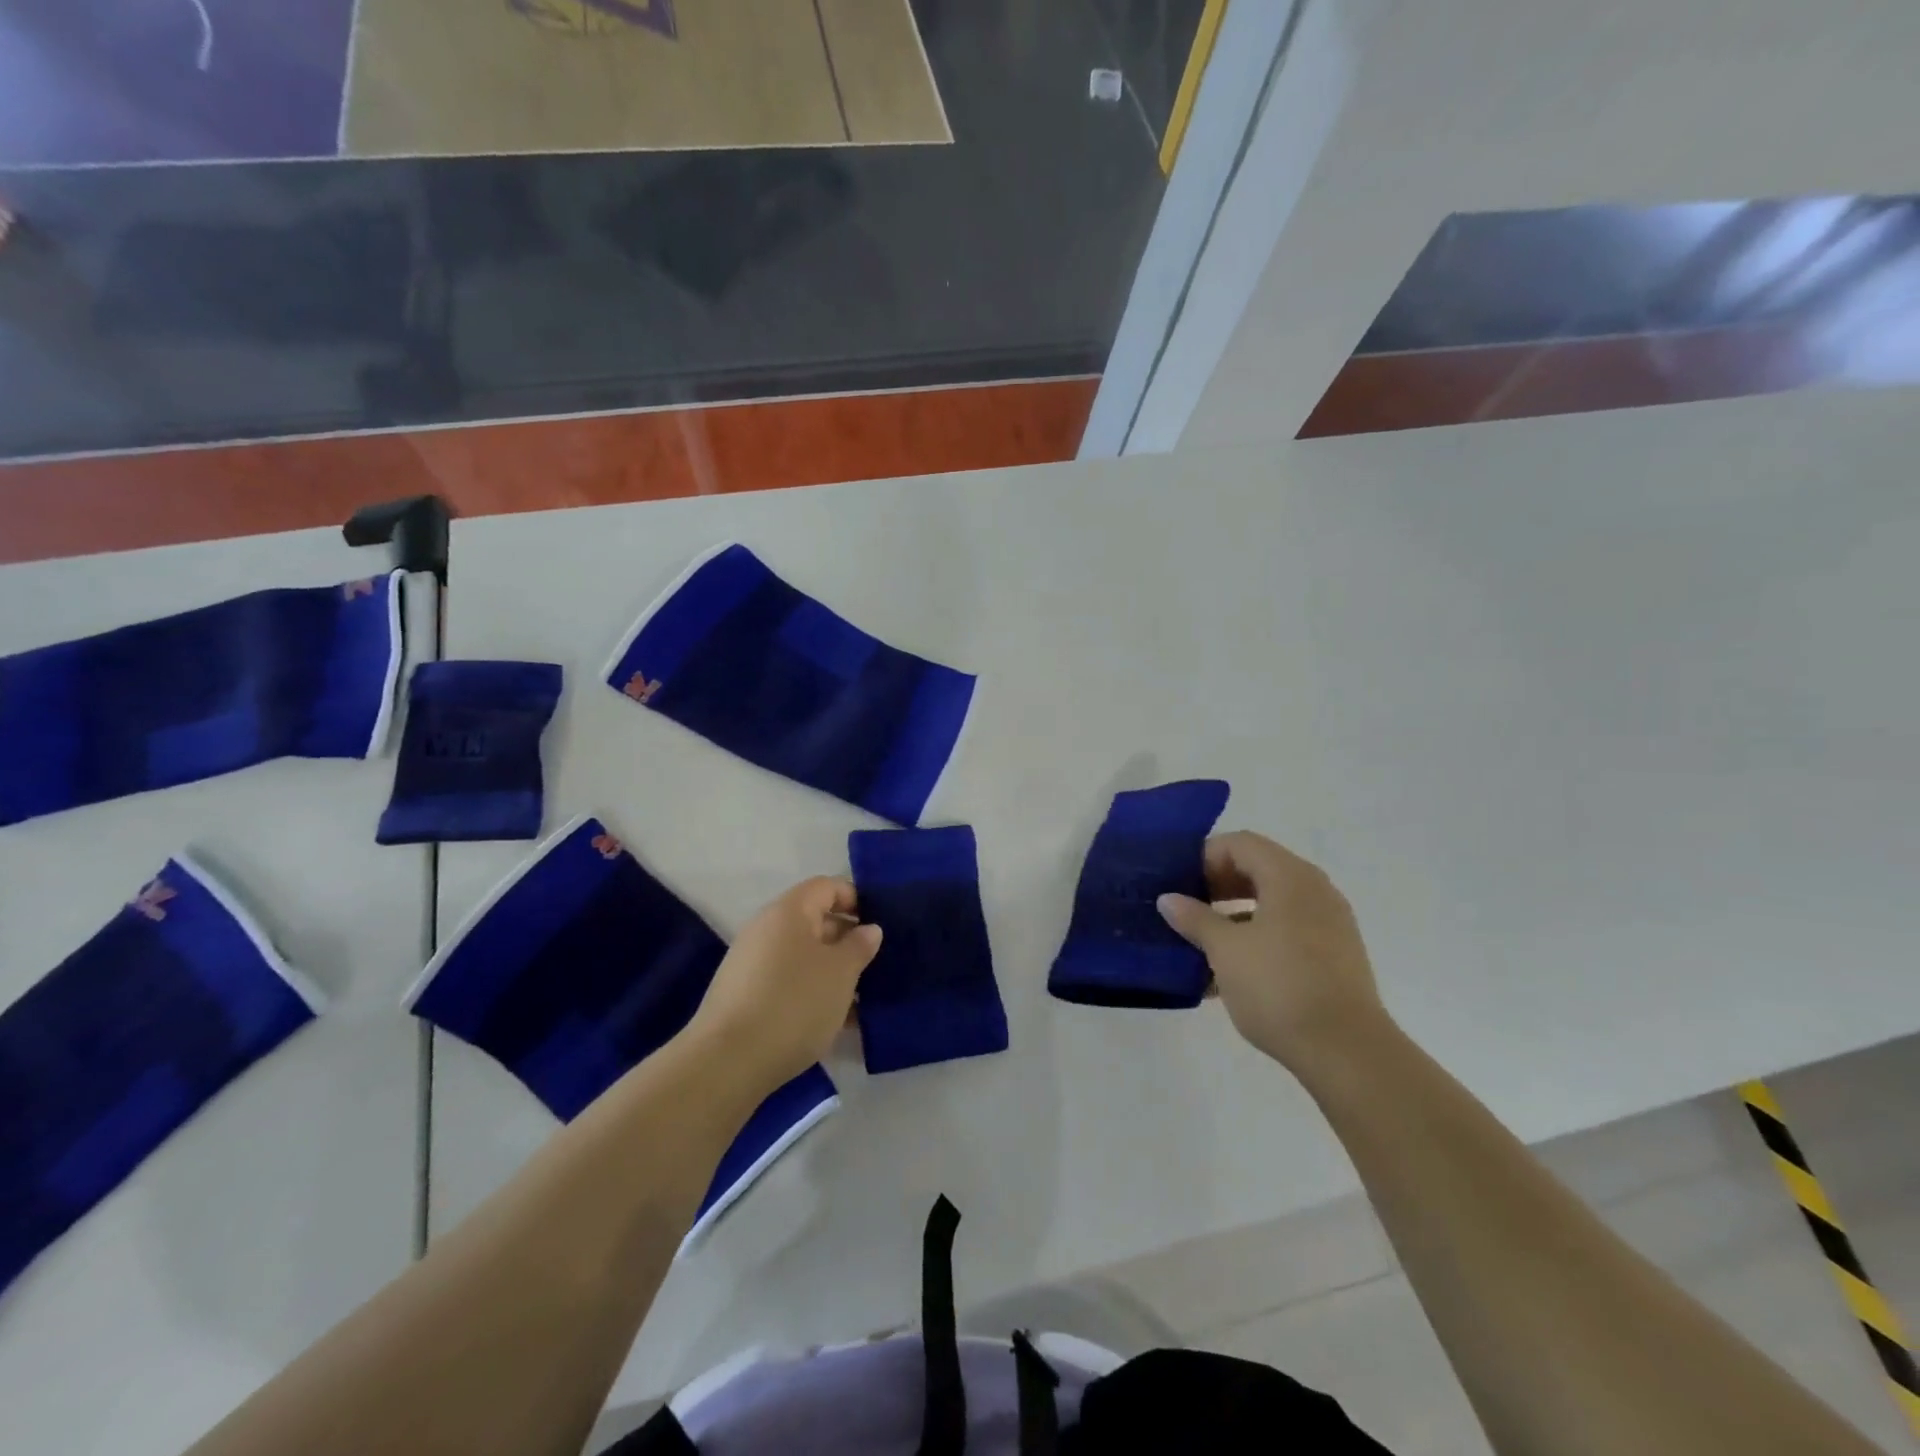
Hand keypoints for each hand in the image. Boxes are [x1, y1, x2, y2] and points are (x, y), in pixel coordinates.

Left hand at [686, 878, 881, 1094]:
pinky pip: (789, 983)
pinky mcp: (745, 997)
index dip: (856, 899)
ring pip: (804, 957)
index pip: (827, 886)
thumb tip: (868, 929)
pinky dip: (813, 994)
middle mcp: (767, 929)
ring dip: (833, 972)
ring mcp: (752, 964)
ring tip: (862, 999)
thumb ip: (860, 946)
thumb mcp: (841, 972)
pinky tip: (836, 1022)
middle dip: (848, 941)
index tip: (881, 925)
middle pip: (816, 921)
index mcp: (789, 911)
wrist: (728, 1062)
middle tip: (878, 965)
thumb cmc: (794, 1003)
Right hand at [1157, 832, 1385, 1073]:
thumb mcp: (1225, 950)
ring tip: (1201, 943)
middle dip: (1217, 885)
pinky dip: (1257, 938)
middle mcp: (1314, 890)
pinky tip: (1229, 973)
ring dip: (1234, 915)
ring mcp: (1329, 923)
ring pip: (1272, 903)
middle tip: (1186, 909)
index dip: (1205, 856)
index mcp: (1289, 877)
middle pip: (1258, 869)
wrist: (1347, 1052)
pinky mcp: (1335, 955)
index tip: (1178, 883)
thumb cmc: (1279, 987)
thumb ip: (1195, 919)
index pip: (1240, 844)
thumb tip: (1168, 899)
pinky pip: (1288, 931)